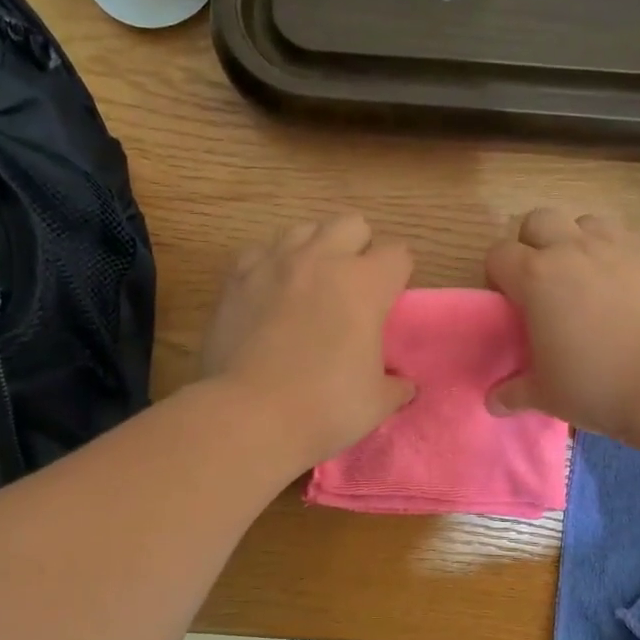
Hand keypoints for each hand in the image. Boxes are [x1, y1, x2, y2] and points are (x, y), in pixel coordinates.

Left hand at [202, 213, 415, 467]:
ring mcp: (275, 263)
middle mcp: (322, 260)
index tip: (391, 301)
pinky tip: (271, 294)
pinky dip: (272, 265)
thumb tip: (402, 385)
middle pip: (352, 223)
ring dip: (316, 249)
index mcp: (365, 284)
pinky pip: (261, 251)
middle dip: (359, 248)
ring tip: (311, 285)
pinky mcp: (237, 278)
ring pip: (304, 229)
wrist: (250, 416)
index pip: (398, 253)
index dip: (399, 275)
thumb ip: (396, 385)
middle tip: (354, 287)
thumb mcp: (377, 402)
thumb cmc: (325, 407)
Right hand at [485, 209, 639, 442]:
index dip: (499, 276)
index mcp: (536, 277)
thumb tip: (495, 402)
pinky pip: (626, 245)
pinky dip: (616, 262)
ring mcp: (618, 251)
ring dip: (577, 242)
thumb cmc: (594, 385)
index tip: (509, 304)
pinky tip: (625, 297)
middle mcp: (573, 251)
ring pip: (586, 222)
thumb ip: (514, 392)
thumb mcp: (545, 395)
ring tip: (585, 280)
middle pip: (540, 220)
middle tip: (543, 284)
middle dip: (534, 244)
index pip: (500, 255)